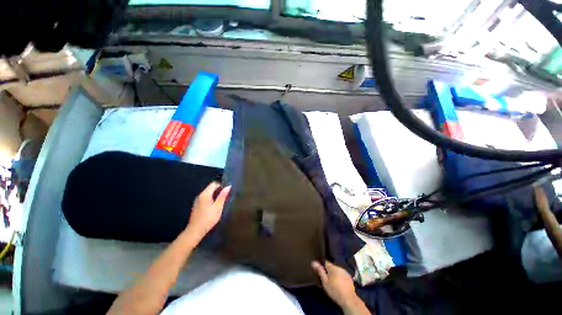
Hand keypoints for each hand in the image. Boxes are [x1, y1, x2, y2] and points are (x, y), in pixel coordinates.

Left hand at [186, 182, 230, 239]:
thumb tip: (228, 186)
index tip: (226, 191)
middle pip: (210, 188)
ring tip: (221, 202)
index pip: (213, 184)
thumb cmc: (208, 218)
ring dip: (214, 195)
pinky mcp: (196, 206)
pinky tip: (214, 206)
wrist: (195, 230)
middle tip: (225, 197)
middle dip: (218, 190)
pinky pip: (205, 198)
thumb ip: (223, 196)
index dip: (221, 185)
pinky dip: (210, 199)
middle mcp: (200, 195)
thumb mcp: (218, 207)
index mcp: (205, 194)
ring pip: (207, 193)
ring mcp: (197, 201)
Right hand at [311, 261, 359, 308]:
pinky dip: (340, 278)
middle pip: (332, 267)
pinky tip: (339, 284)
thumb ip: (320, 271)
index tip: (321, 272)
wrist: (348, 299)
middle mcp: (339, 267)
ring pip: (337, 271)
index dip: (322, 266)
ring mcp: (345, 272)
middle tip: (326, 280)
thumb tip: (313, 262)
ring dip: (335, 274)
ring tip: (333, 283)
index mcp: (332, 267)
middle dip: (329, 271)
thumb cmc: (334, 290)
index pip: (326, 262)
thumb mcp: (325, 282)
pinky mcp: (349, 277)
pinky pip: (342, 275)